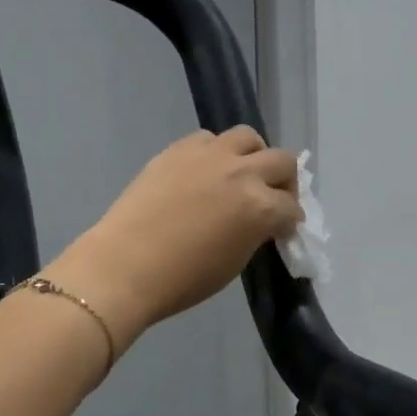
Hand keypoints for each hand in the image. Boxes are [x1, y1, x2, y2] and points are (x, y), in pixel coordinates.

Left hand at [46, 127, 300, 350]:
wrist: (125, 266)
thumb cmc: (184, 279)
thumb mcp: (235, 261)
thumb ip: (256, 232)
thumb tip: (262, 223)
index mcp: (260, 206)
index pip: (291, 207)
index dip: (290, 220)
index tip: (284, 229)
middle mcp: (242, 172)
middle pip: (283, 161)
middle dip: (285, 182)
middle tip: (273, 198)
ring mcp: (210, 155)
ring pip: (249, 137)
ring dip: (254, 155)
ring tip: (242, 174)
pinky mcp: (179, 148)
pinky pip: (210, 139)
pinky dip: (217, 152)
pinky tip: (206, 172)